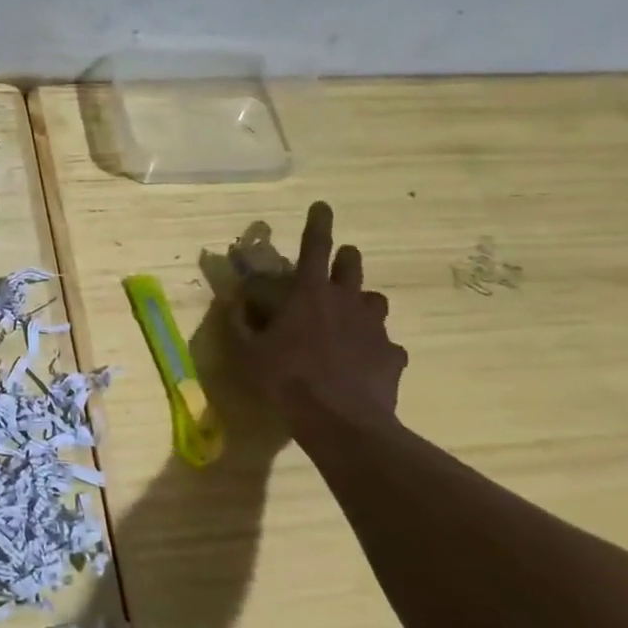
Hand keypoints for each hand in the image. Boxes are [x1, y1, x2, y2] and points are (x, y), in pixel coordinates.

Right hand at [230, 201, 406, 436]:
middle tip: (337, 265)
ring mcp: (375, 328)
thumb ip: (239, 322)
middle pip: (352, 266)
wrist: (341, 422)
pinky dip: (375, 348)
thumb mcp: (247, 352)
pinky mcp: (393, 356)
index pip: (315, 246)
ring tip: (350, 319)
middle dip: (345, 259)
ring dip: (362, 303)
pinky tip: (364, 364)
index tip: (323, 205)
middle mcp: (347, 301)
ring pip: (375, 301)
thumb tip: (234, 301)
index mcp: (310, 294)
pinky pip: (386, 344)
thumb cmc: (286, 379)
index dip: (318, 223)